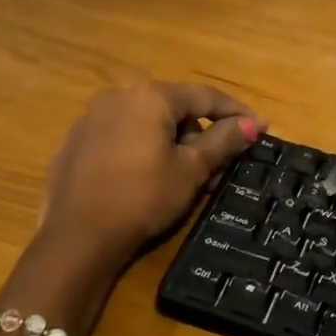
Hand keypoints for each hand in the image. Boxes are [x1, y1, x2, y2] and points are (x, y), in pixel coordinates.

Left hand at [40, 80, 260, 267]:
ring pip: (146, 122)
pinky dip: (142, 150)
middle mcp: (118, 96)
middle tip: (219, 165)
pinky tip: (147, 180)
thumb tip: (253, 123)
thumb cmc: (142, 198)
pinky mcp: (75, 143)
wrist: (75, 239)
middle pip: (173, 108)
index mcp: (149, 96)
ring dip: (171, 142)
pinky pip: (121, 136)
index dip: (236, 113)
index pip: (204, 96)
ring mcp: (91, 118)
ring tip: (184, 178)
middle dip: (200, 133)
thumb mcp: (190, 170)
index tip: (260, 128)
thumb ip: (223, 141)